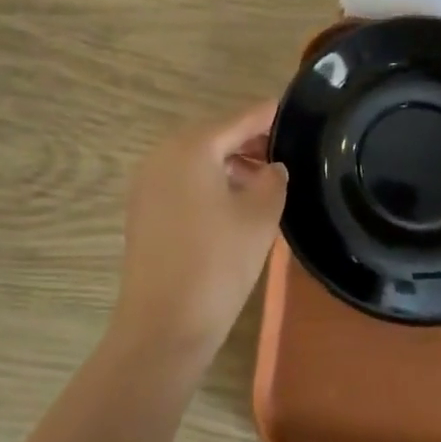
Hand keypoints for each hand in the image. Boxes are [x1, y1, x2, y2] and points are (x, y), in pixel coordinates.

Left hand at [109, 101, 288, 362]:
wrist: (162, 328)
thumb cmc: (217, 264)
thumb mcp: (260, 216)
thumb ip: (274, 179)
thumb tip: (272, 167)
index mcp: (193, 147)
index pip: (241, 118)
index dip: (271, 115)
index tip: (297, 113)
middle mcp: (164, 154)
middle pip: (216, 135)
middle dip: (251, 142)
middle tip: (286, 155)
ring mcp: (148, 182)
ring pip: (199, 159)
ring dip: (231, 164)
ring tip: (266, 182)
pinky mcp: (143, 209)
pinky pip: (183, 180)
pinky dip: (209, 182)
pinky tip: (235, 203)